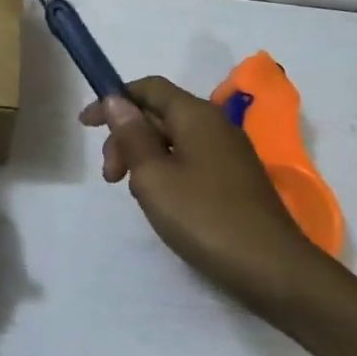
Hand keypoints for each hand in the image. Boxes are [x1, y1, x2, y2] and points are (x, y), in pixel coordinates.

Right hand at [81, 77, 330, 316]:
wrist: (270, 267)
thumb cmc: (204, 217)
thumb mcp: (154, 176)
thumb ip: (132, 135)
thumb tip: (116, 100)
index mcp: (196, 115)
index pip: (149, 88)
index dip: (114, 99)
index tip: (85, 125)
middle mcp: (215, 125)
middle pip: (159, 114)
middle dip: (126, 136)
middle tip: (110, 176)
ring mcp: (228, 153)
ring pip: (172, 140)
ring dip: (143, 157)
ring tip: (134, 192)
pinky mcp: (233, 179)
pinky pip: (189, 160)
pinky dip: (164, 171)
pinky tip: (159, 200)